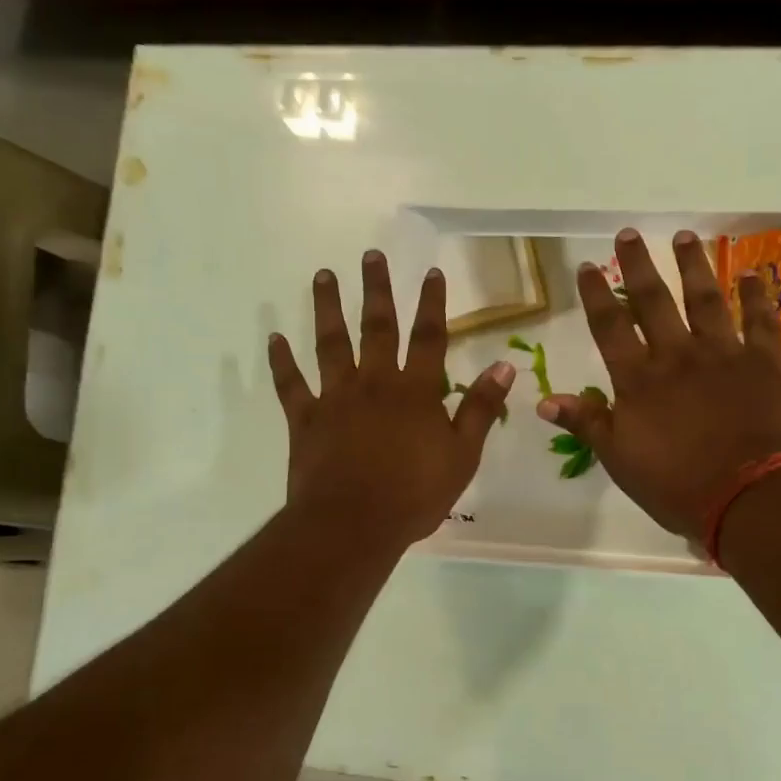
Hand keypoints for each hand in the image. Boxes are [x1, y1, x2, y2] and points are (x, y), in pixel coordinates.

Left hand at [269, 249, 515, 550]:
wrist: (353, 524)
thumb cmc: (415, 495)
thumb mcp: (462, 456)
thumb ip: (480, 408)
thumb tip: (505, 365)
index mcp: (416, 392)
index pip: (429, 338)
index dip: (432, 304)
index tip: (431, 272)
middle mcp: (375, 383)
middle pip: (377, 327)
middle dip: (376, 290)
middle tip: (369, 255)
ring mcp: (336, 398)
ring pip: (330, 344)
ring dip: (327, 308)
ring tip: (323, 275)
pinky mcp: (305, 419)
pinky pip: (291, 385)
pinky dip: (282, 361)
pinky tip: (275, 338)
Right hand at [539, 229, 780, 539]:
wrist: (752, 497)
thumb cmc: (678, 486)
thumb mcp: (620, 460)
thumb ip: (587, 423)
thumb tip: (544, 401)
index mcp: (639, 380)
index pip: (610, 328)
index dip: (596, 296)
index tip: (588, 266)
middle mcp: (678, 356)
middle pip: (654, 301)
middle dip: (639, 266)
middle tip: (629, 233)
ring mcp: (724, 355)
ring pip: (706, 299)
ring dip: (693, 266)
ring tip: (684, 236)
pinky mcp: (765, 364)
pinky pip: (761, 321)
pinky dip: (758, 296)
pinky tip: (754, 274)